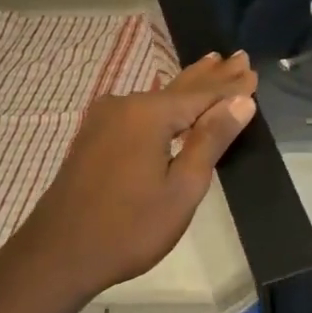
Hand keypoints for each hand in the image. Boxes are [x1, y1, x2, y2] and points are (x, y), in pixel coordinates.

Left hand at [1, 51, 257, 302]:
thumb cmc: (129, 228)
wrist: (58, 255)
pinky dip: (164, 102)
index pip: (203, 95)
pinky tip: (169, 97)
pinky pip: (140, 109)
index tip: (254, 73)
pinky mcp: (94, 137)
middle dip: (211, 76)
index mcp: (149, 115)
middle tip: (238, 57)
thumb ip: (211, 140)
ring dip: (188, 86)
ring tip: (212, 64)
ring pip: (158, 97)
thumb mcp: (182, 188)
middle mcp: (125, 106)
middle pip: (179, 88)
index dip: (231, 88)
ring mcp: (105, 120)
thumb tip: (241, 101)